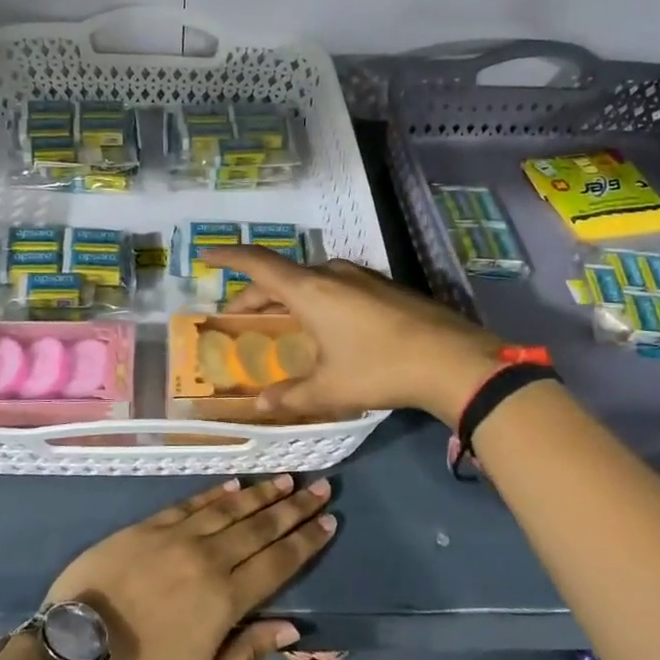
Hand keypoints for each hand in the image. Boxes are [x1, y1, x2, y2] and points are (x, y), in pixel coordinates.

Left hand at [44, 475, 334, 659]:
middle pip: (261, 527)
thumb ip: (248, 653)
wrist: (77, 648)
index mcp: (226, 598)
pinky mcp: (150, 526)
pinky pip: (192, 503)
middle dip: (294, 508)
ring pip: (230, 509)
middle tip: (321, 487)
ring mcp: (178, 537)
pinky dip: (216, 493)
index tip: (329, 520)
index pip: (278, 562)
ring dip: (261, 494)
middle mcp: (209, 558)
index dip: (306, 541)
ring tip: (287, 479)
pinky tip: (234, 484)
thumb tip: (291, 627)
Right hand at [200, 247, 504, 425]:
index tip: (206, 254)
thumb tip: (261, 405)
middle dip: (256, 293)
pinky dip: (315, 297)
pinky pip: (336, 284)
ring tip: (280, 319)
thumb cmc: (381, 369)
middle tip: (239, 315)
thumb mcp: (330, 389)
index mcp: (310, 290)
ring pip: (311, 278)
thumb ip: (291, 395)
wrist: (454, 360)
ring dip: (288, 295)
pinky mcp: (385, 287)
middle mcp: (333, 274)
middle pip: (282, 275)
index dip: (229, 256)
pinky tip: (325, 322)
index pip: (258, 264)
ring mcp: (362, 277)